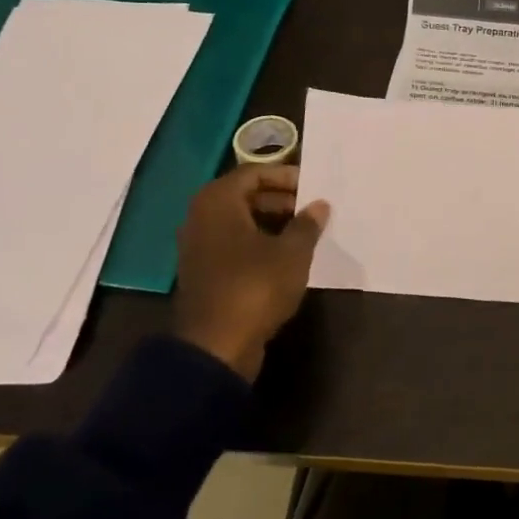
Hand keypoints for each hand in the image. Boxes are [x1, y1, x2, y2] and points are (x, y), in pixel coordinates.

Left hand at [172, 165, 328, 381]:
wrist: (216, 345)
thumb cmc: (255, 286)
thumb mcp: (292, 253)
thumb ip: (307, 224)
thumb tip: (319, 205)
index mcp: (218, 201)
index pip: (254, 172)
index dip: (285, 176)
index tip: (313, 187)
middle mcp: (201, 217)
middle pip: (244, 195)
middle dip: (280, 199)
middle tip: (311, 210)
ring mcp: (198, 246)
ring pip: (239, 221)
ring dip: (271, 222)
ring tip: (304, 233)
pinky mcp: (203, 271)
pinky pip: (233, 243)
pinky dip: (258, 243)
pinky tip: (284, 257)